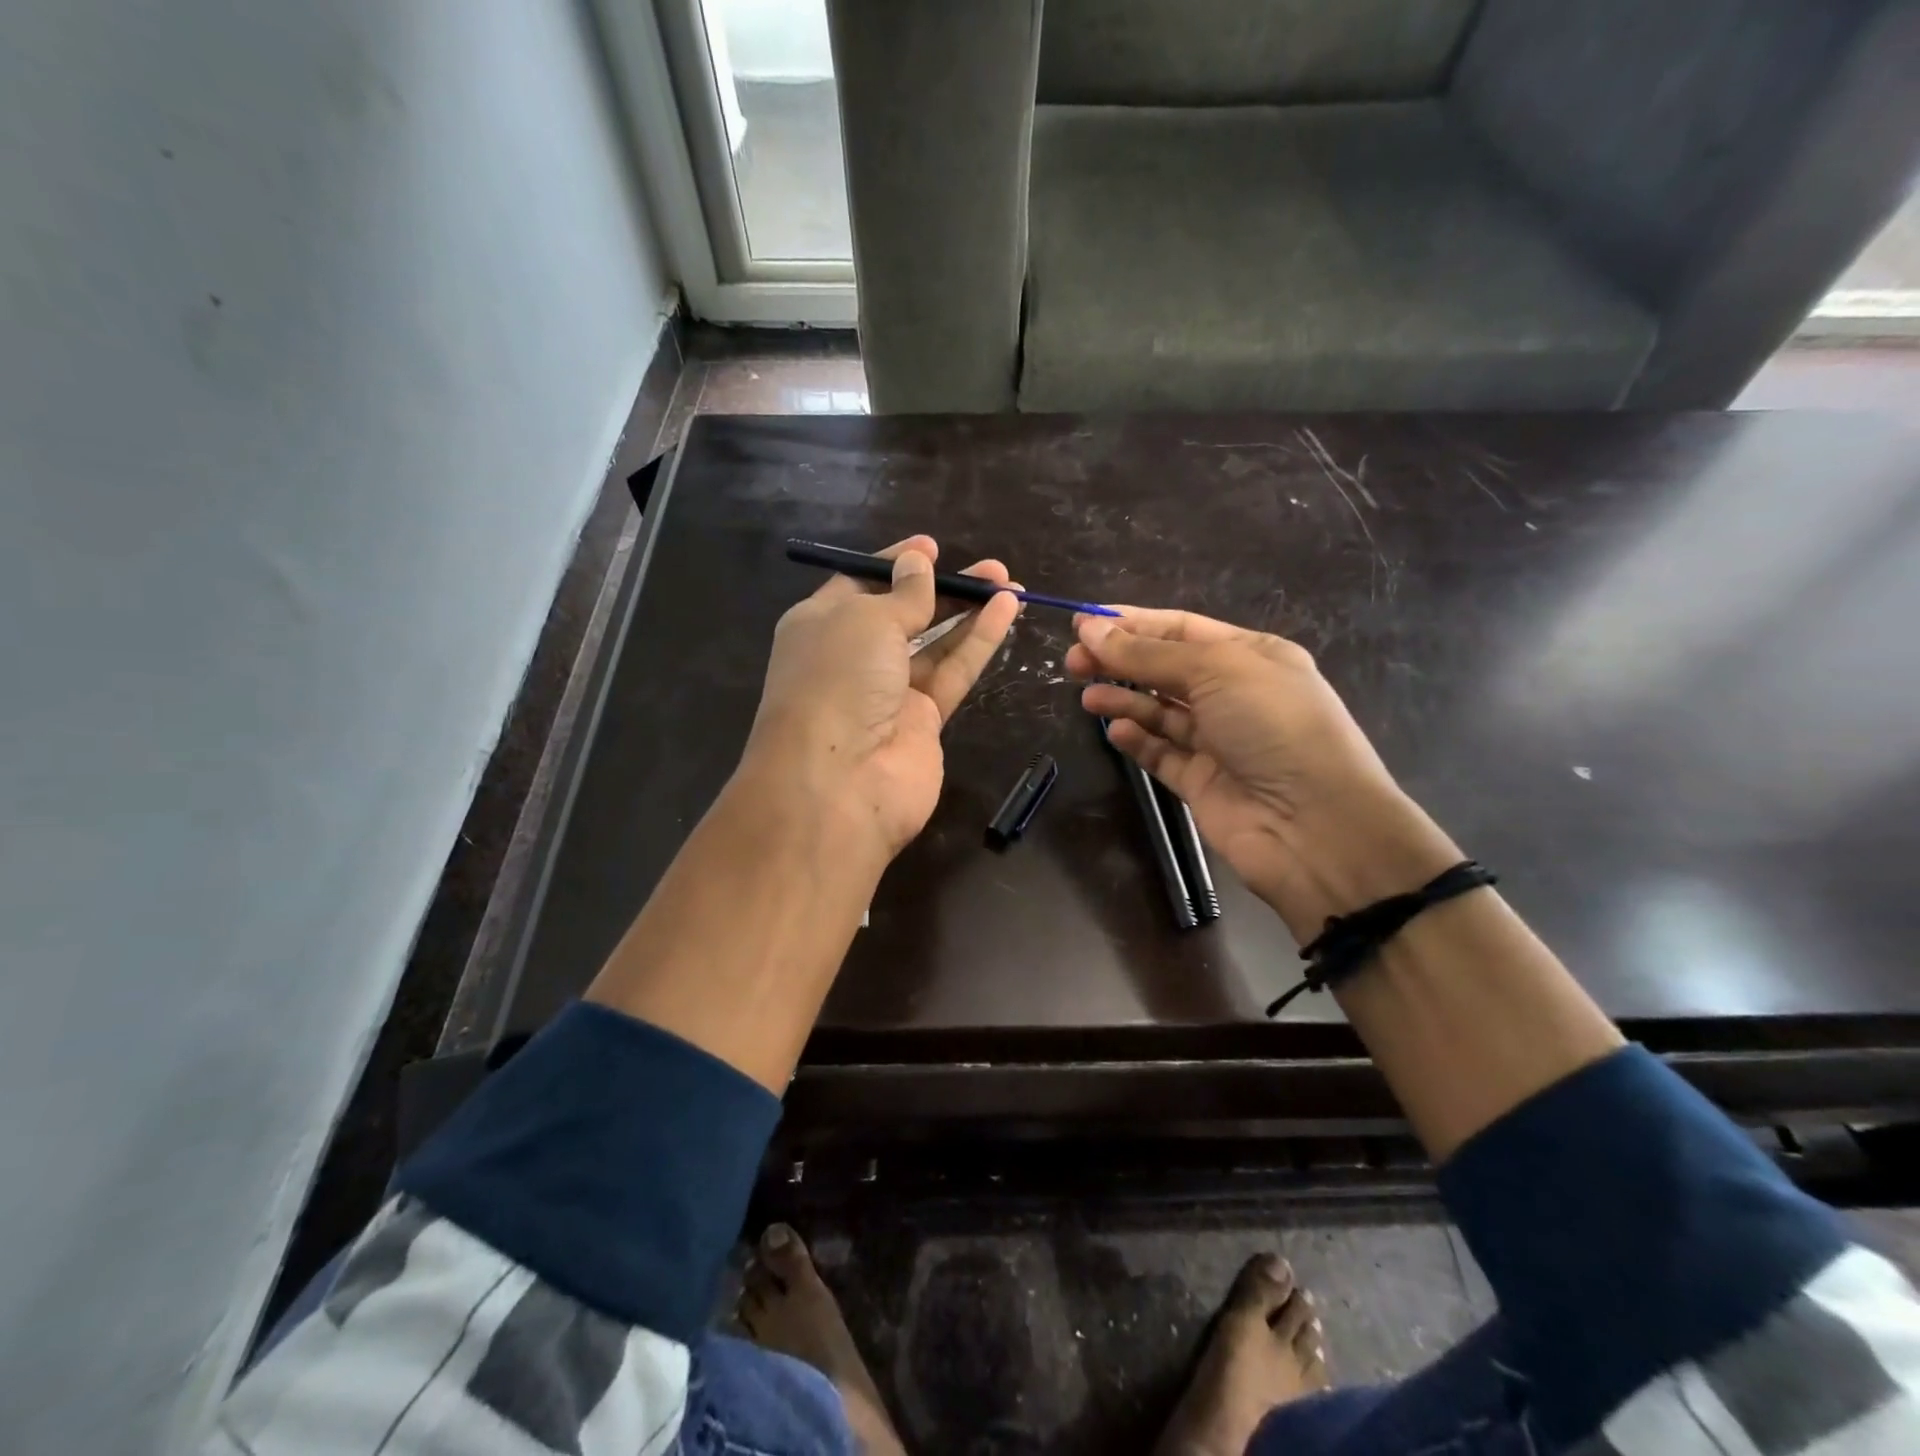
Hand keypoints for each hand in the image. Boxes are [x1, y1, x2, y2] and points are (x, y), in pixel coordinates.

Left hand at [746, 535, 1020, 857]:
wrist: (839, 783)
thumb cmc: (838, 681)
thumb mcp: (866, 620)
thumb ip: (902, 594)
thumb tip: (917, 562)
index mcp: (821, 625)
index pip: (861, 583)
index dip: (896, 564)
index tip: (931, 547)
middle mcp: (853, 657)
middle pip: (905, 614)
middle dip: (944, 588)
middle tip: (989, 569)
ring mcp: (889, 693)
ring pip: (935, 644)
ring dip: (969, 613)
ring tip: (1009, 583)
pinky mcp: (923, 721)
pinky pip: (952, 673)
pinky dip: (977, 643)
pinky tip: (1006, 612)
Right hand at [1067, 608, 1458, 936]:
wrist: (1313, 825)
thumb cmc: (1273, 725)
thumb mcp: (1214, 670)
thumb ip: (1147, 654)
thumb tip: (1089, 628)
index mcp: (1251, 655)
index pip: (1181, 628)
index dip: (1132, 623)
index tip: (1082, 623)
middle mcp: (1235, 694)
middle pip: (1164, 669)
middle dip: (1119, 661)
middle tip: (1073, 662)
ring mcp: (1218, 741)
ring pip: (1159, 712)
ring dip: (1123, 699)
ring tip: (1087, 697)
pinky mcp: (1201, 782)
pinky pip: (1161, 753)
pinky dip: (1137, 740)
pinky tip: (1115, 731)